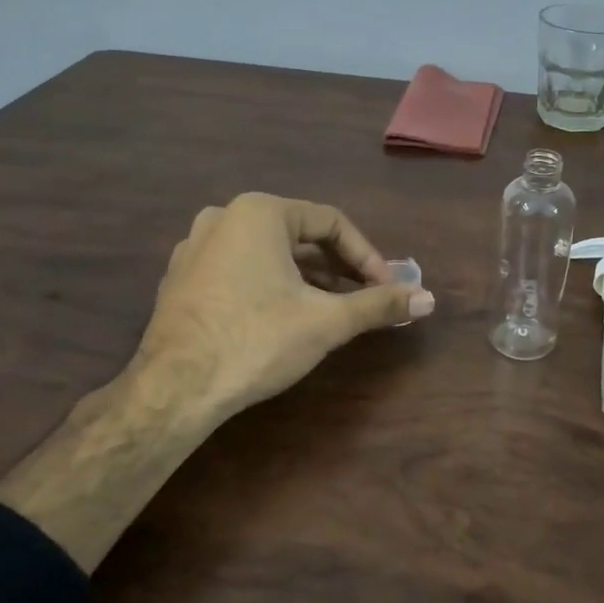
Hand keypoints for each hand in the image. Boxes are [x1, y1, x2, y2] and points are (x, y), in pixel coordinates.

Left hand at [137, 192, 434, 424]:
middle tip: (365, 298)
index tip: (388, 288)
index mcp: (259, 212)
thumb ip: (379, 305)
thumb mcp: (327, 321)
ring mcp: (194, 249)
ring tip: (332, 310)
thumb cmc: (257, 340)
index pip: (331, 223)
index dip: (368, 256)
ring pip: (268, 254)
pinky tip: (284, 318)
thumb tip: (429, 299)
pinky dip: (271, 286)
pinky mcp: (180, 280)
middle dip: (338, 268)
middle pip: (299, 236)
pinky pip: (239, 270)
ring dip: (307, 278)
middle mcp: (222, 218)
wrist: (174, 390)